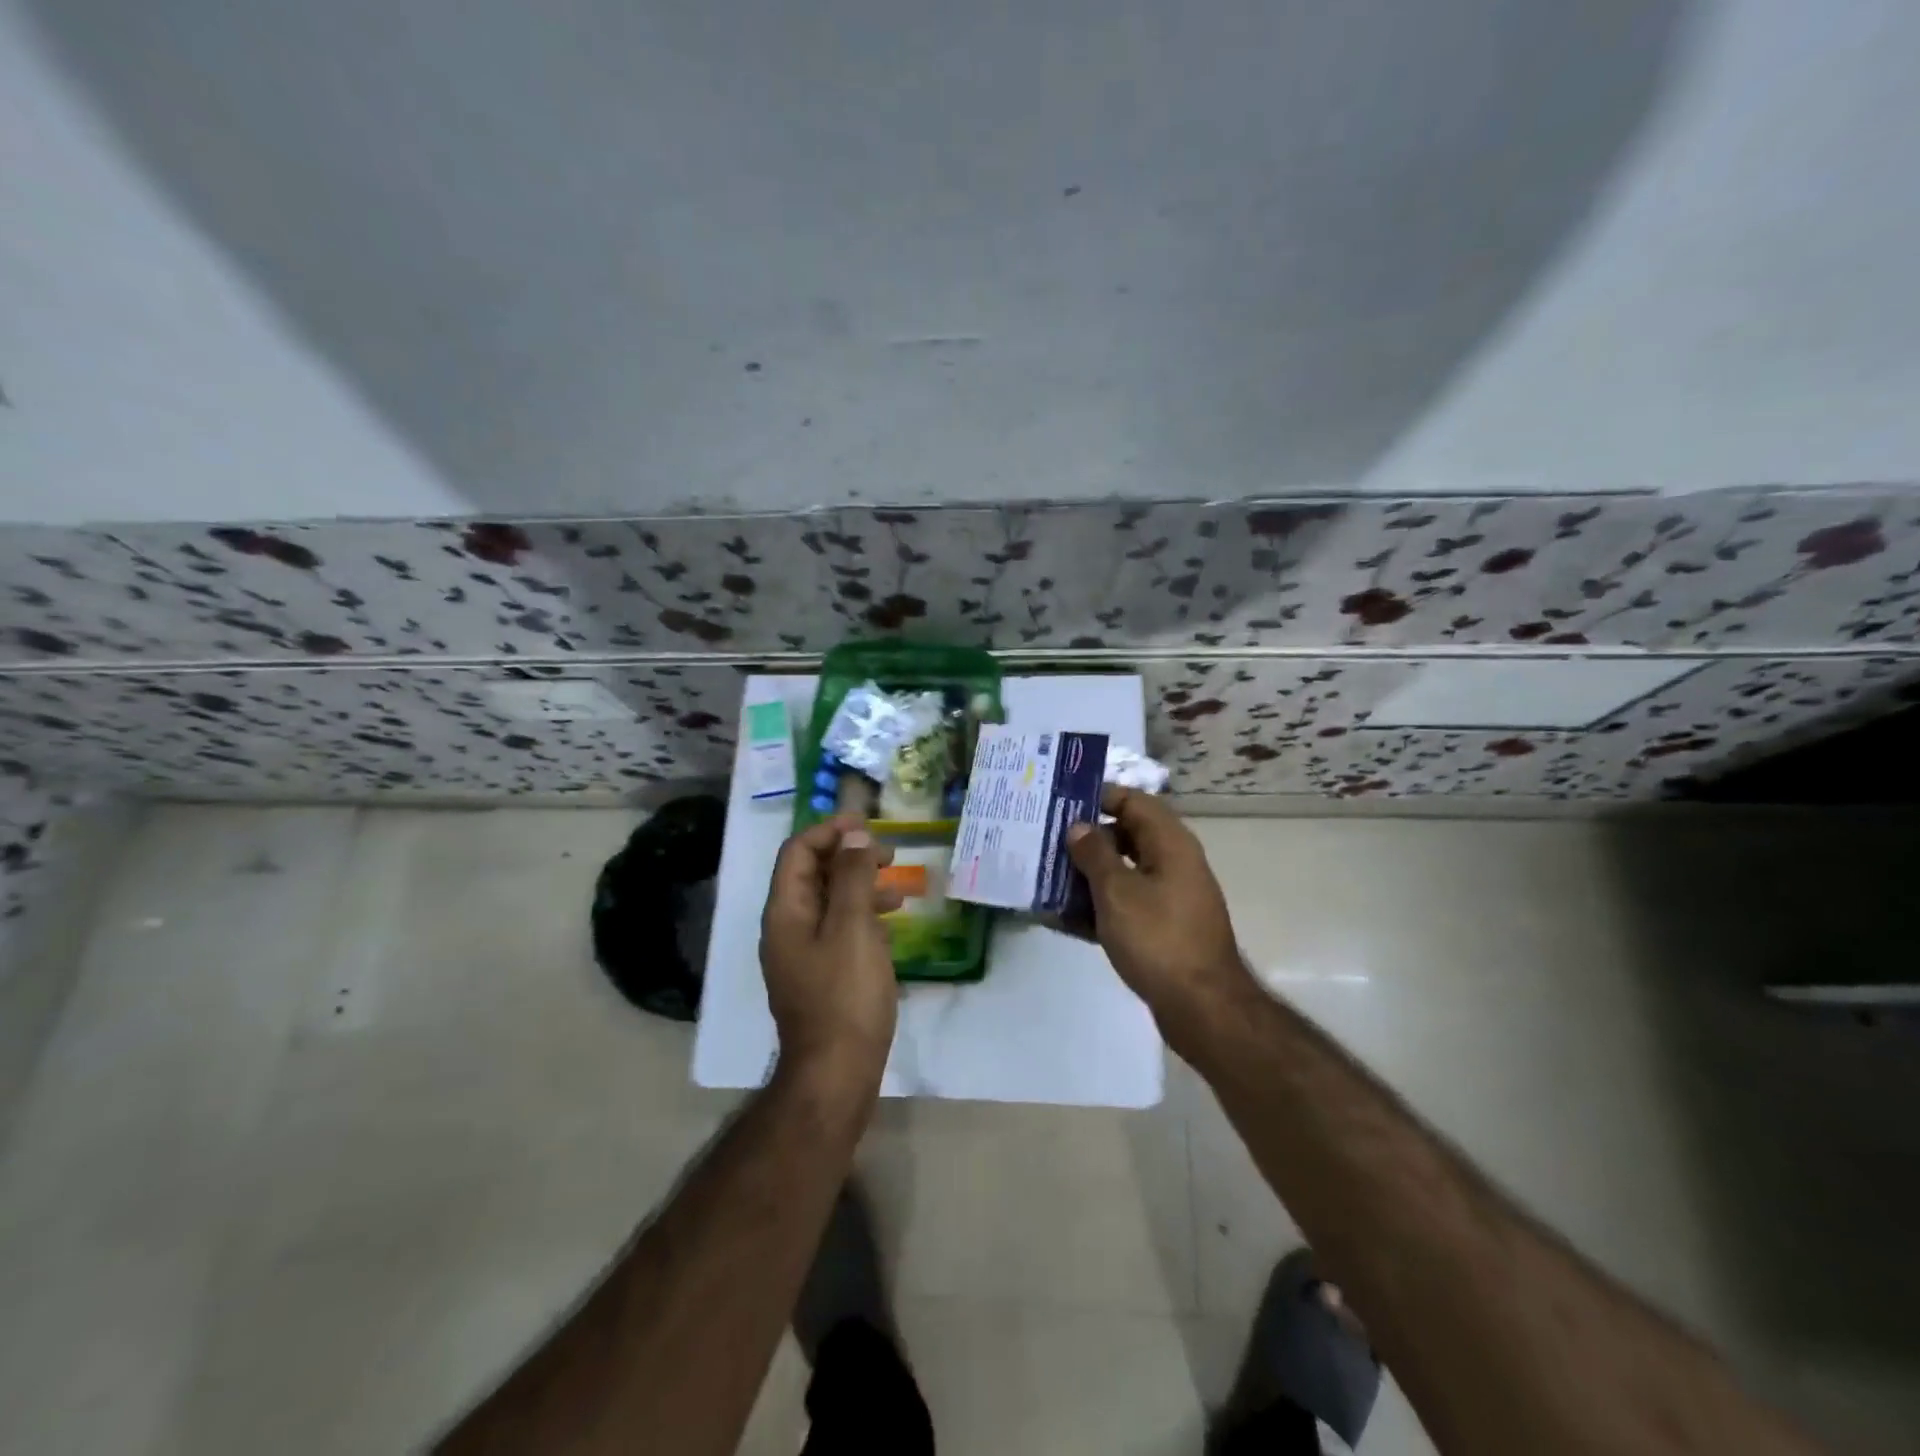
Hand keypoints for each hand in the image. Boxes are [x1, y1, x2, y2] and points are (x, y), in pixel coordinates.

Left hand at [759, 818, 902, 1092]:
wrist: (835, 1073)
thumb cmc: (846, 996)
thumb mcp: (853, 928)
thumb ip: (852, 877)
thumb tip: (853, 835)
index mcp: (786, 911)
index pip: (798, 852)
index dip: (830, 830)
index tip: (867, 824)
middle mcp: (787, 928)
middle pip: (812, 874)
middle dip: (849, 856)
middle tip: (888, 854)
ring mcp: (802, 954)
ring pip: (829, 902)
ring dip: (860, 886)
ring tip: (897, 888)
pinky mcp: (820, 975)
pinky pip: (838, 930)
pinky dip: (862, 916)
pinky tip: (890, 925)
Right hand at [1066, 787, 1249, 1017]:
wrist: (1202, 1007)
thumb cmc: (1158, 938)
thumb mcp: (1117, 891)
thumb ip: (1094, 854)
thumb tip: (1079, 826)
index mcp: (1170, 843)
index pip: (1133, 801)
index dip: (1098, 797)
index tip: (1060, 803)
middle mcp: (1173, 863)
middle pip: (1125, 836)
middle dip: (1086, 839)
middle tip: (1045, 841)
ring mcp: (1169, 897)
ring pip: (1122, 872)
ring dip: (1087, 875)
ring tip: (1045, 878)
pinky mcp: (1162, 928)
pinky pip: (1125, 904)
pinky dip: (1098, 907)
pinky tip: (1062, 918)